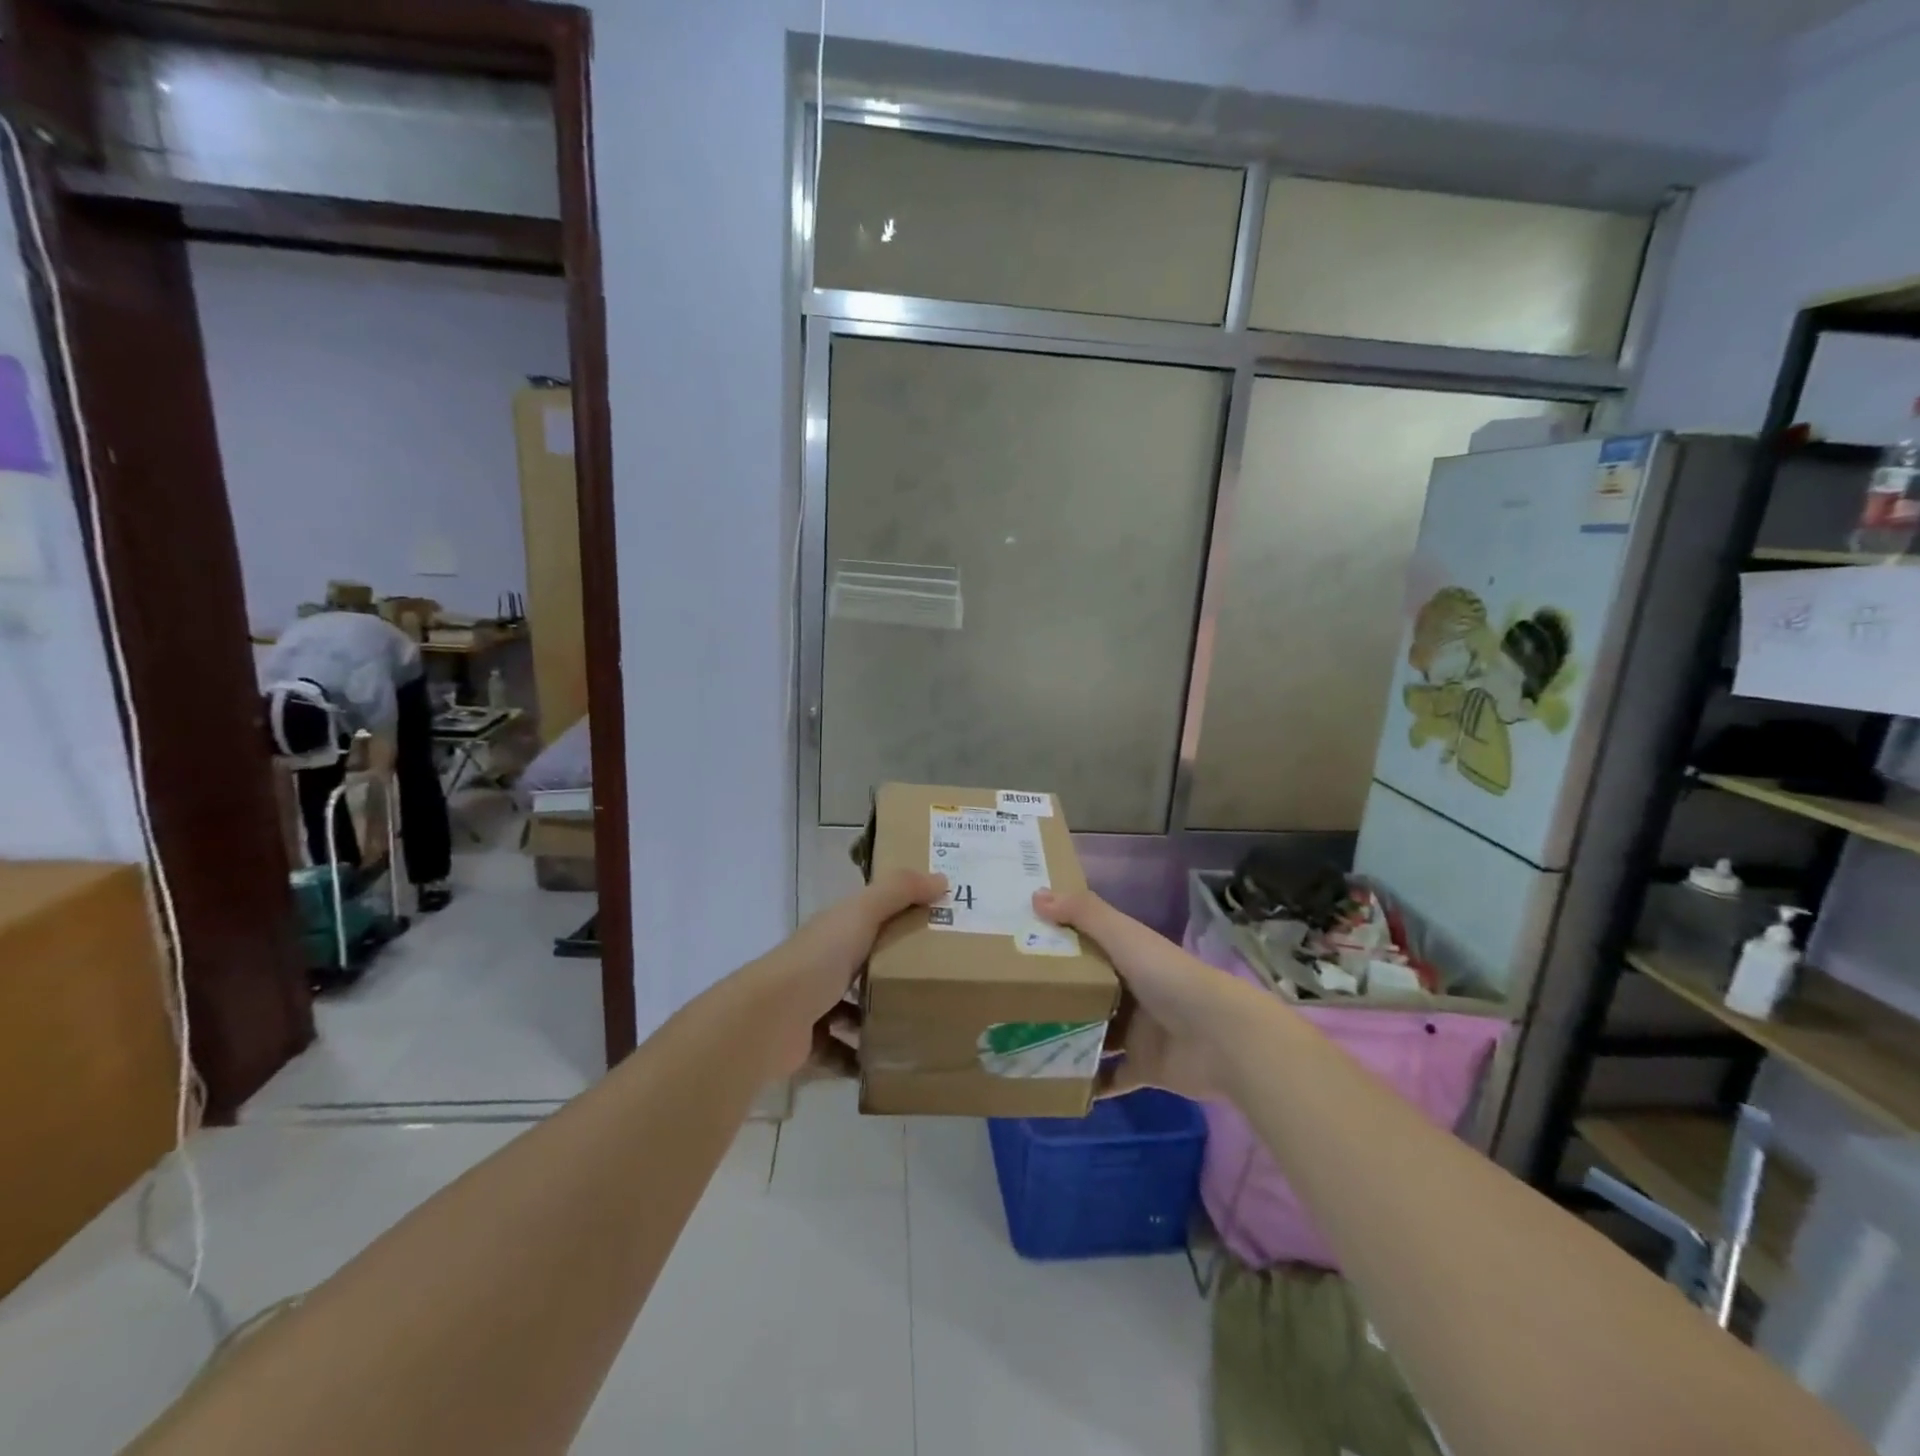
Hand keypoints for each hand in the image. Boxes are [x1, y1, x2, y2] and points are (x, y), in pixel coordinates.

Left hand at [758, 870, 945, 1079]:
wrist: (768, 1020)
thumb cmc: (818, 960)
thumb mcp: (861, 914)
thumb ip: (898, 891)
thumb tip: (942, 878)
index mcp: (835, 930)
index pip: (871, 917)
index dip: (901, 917)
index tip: (939, 927)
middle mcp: (822, 963)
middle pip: (864, 964)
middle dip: (895, 973)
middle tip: (939, 983)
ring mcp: (813, 1004)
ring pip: (854, 1010)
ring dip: (879, 1018)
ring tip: (918, 1026)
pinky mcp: (809, 1043)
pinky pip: (842, 1052)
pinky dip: (861, 1058)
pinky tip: (889, 1062)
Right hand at [1032, 888, 1249, 1101]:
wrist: (1221, 1037)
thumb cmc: (1168, 978)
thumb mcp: (1123, 936)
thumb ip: (1083, 914)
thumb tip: (1035, 896)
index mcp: (1128, 957)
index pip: (1086, 946)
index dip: (1056, 944)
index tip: (1017, 947)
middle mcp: (1132, 992)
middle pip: (1087, 993)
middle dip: (1054, 997)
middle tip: (1008, 1002)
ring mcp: (1138, 1033)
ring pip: (1095, 1035)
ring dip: (1067, 1040)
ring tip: (1022, 1044)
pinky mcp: (1144, 1069)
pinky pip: (1110, 1078)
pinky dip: (1089, 1083)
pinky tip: (1055, 1085)